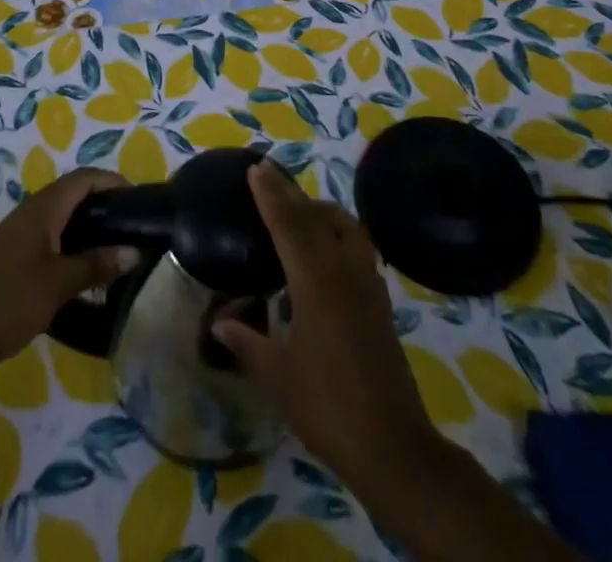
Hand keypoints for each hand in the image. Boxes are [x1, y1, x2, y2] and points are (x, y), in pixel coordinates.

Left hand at [0, 167, 139, 385]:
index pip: (84, 178)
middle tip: (134, 227)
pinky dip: (74, 248)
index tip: (141, 199)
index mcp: (43, 208)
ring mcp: (21, 236)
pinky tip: (87, 274)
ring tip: (118, 250)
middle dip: (105, 205)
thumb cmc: (7, 301)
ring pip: (64, 220)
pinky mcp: (14, 259)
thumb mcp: (58, 284)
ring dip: (90, 229)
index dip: (112, 181)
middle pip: (75, 195)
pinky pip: (52, 241)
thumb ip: (96, 265)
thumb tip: (134, 251)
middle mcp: (32, 213)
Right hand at [212, 160, 440, 490]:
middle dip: (289, 192)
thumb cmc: (327, 407)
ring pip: (344, 225)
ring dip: (318, 208)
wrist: (392, 443)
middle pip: (315, 217)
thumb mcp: (278, 377)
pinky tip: (326, 246)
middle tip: (268, 171)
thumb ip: (247, 342)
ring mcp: (367, 282)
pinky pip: (357, 244)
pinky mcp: (380, 298)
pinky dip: (338, 230)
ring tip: (297, 206)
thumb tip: (219, 320)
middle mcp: (343, 270)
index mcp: (315, 282)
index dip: (270, 195)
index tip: (255, 168)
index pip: (288, 225)